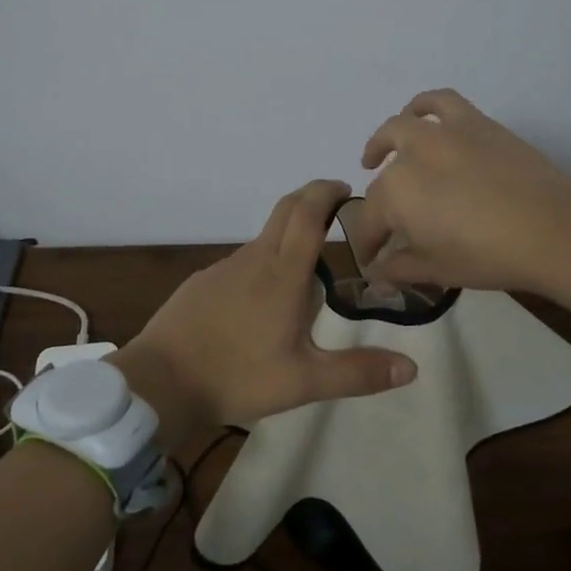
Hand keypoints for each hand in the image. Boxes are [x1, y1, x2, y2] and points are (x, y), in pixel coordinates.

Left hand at [111, 180, 417, 451]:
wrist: (159, 381)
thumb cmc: (237, 375)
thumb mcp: (304, 382)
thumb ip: (357, 373)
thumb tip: (411, 367)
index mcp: (283, 273)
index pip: (309, 213)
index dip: (327, 193)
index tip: (345, 188)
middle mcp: (254, 259)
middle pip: (285, 211)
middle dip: (311, 199)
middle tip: (334, 208)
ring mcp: (223, 268)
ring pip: (264, 239)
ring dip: (288, 236)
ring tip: (308, 269)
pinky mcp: (202, 282)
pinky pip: (241, 262)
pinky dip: (262, 264)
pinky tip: (261, 302)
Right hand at [355, 89, 570, 329]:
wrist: (552, 229)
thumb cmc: (489, 256)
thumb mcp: (438, 270)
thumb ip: (400, 269)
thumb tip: (377, 275)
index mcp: (395, 195)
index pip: (369, 223)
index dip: (368, 246)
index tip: (372, 263)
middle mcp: (410, 155)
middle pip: (384, 179)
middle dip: (378, 204)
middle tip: (386, 224)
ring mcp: (441, 133)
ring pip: (399, 129)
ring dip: (384, 143)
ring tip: (381, 155)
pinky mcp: (473, 121)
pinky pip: (439, 102)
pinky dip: (422, 106)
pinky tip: (419, 117)